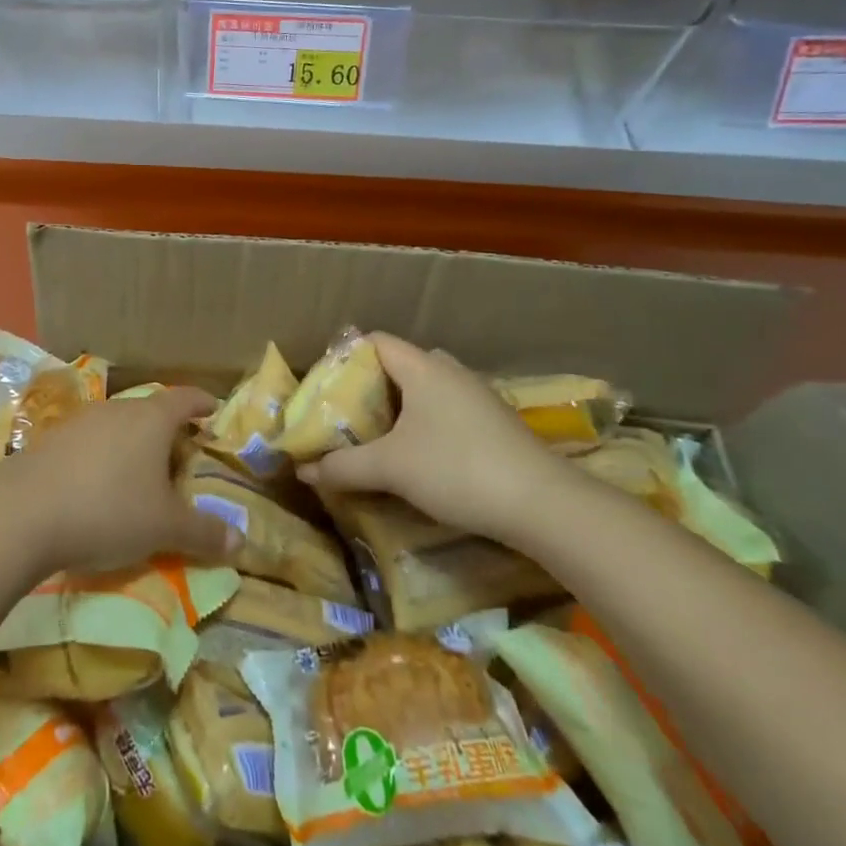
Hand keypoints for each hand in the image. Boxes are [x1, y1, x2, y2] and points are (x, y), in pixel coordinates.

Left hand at [0, 387, 239, 572]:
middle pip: (149, 411)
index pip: (184, 398)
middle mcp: (116, 410)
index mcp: (151, 419)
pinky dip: (101, 458)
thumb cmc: (108, 509)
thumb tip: (241, 542)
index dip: (202, 403)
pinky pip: (88, 443)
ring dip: (131, 445)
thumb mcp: (164, 528)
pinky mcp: (50, 440)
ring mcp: (79, 422)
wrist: (23, 513)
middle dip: (167, 431)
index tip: (214, 410)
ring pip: (116, 426)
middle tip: (179, 457)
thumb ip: (204, 532)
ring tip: (138, 475)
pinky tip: (96, 487)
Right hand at [298, 334, 570, 545]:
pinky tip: (417, 456)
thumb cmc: (456, 468)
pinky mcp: (494, 423)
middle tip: (346, 414)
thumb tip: (302, 470)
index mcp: (423, 367)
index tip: (325, 388)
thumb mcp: (390, 468)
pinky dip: (424, 423)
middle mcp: (450, 371)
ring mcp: (477, 396)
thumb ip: (343, 466)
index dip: (345, 358)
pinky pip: (447, 409)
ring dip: (399, 408)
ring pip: (425, 390)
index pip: (374, 341)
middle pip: (399, 365)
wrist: (542, 504)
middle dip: (369, 386)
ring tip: (375, 437)